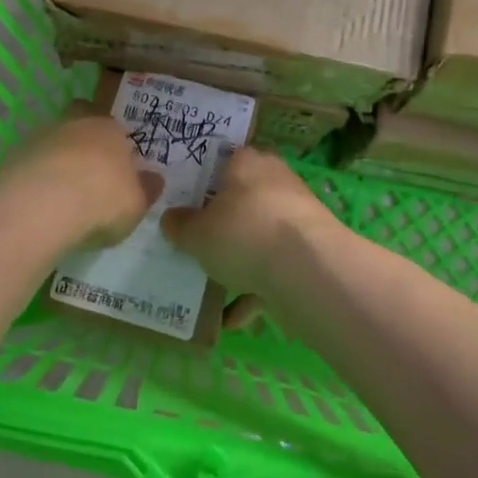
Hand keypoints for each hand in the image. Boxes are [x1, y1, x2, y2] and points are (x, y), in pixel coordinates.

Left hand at [2, 114, 162, 247]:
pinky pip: (30, 165)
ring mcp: (39, 138)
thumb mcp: (137, 203)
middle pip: (78, 123)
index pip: (113, 126)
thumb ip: (146, 189)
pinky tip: (40, 204)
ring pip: (52, 143)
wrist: (43, 204)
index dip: (114, 144)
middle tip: (88, 173)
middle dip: (82, 142)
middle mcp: (74, 124)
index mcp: (109, 128)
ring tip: (62, 197)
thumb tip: (155, 179)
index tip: (116, 167)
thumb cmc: (103, 198)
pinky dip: (35, 180)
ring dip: (56, 162)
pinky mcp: (12, 158)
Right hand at [160, 148, 338, 296]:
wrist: (306, 269)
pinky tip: (230, 319)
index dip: (204, 177)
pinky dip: (254, 291)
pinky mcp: (307, 251)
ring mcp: (295, 217)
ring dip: (239, 259)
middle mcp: (275, 181)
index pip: (224, 158)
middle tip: (194, 240)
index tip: (185, 198)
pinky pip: (273, 269)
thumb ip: (180, 225)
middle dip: (222, 221)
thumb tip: (170, 219)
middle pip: (242, 198)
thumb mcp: (197, 232)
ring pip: (258, 235)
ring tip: (209, 284)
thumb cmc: (243, 232)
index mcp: (248, 162)